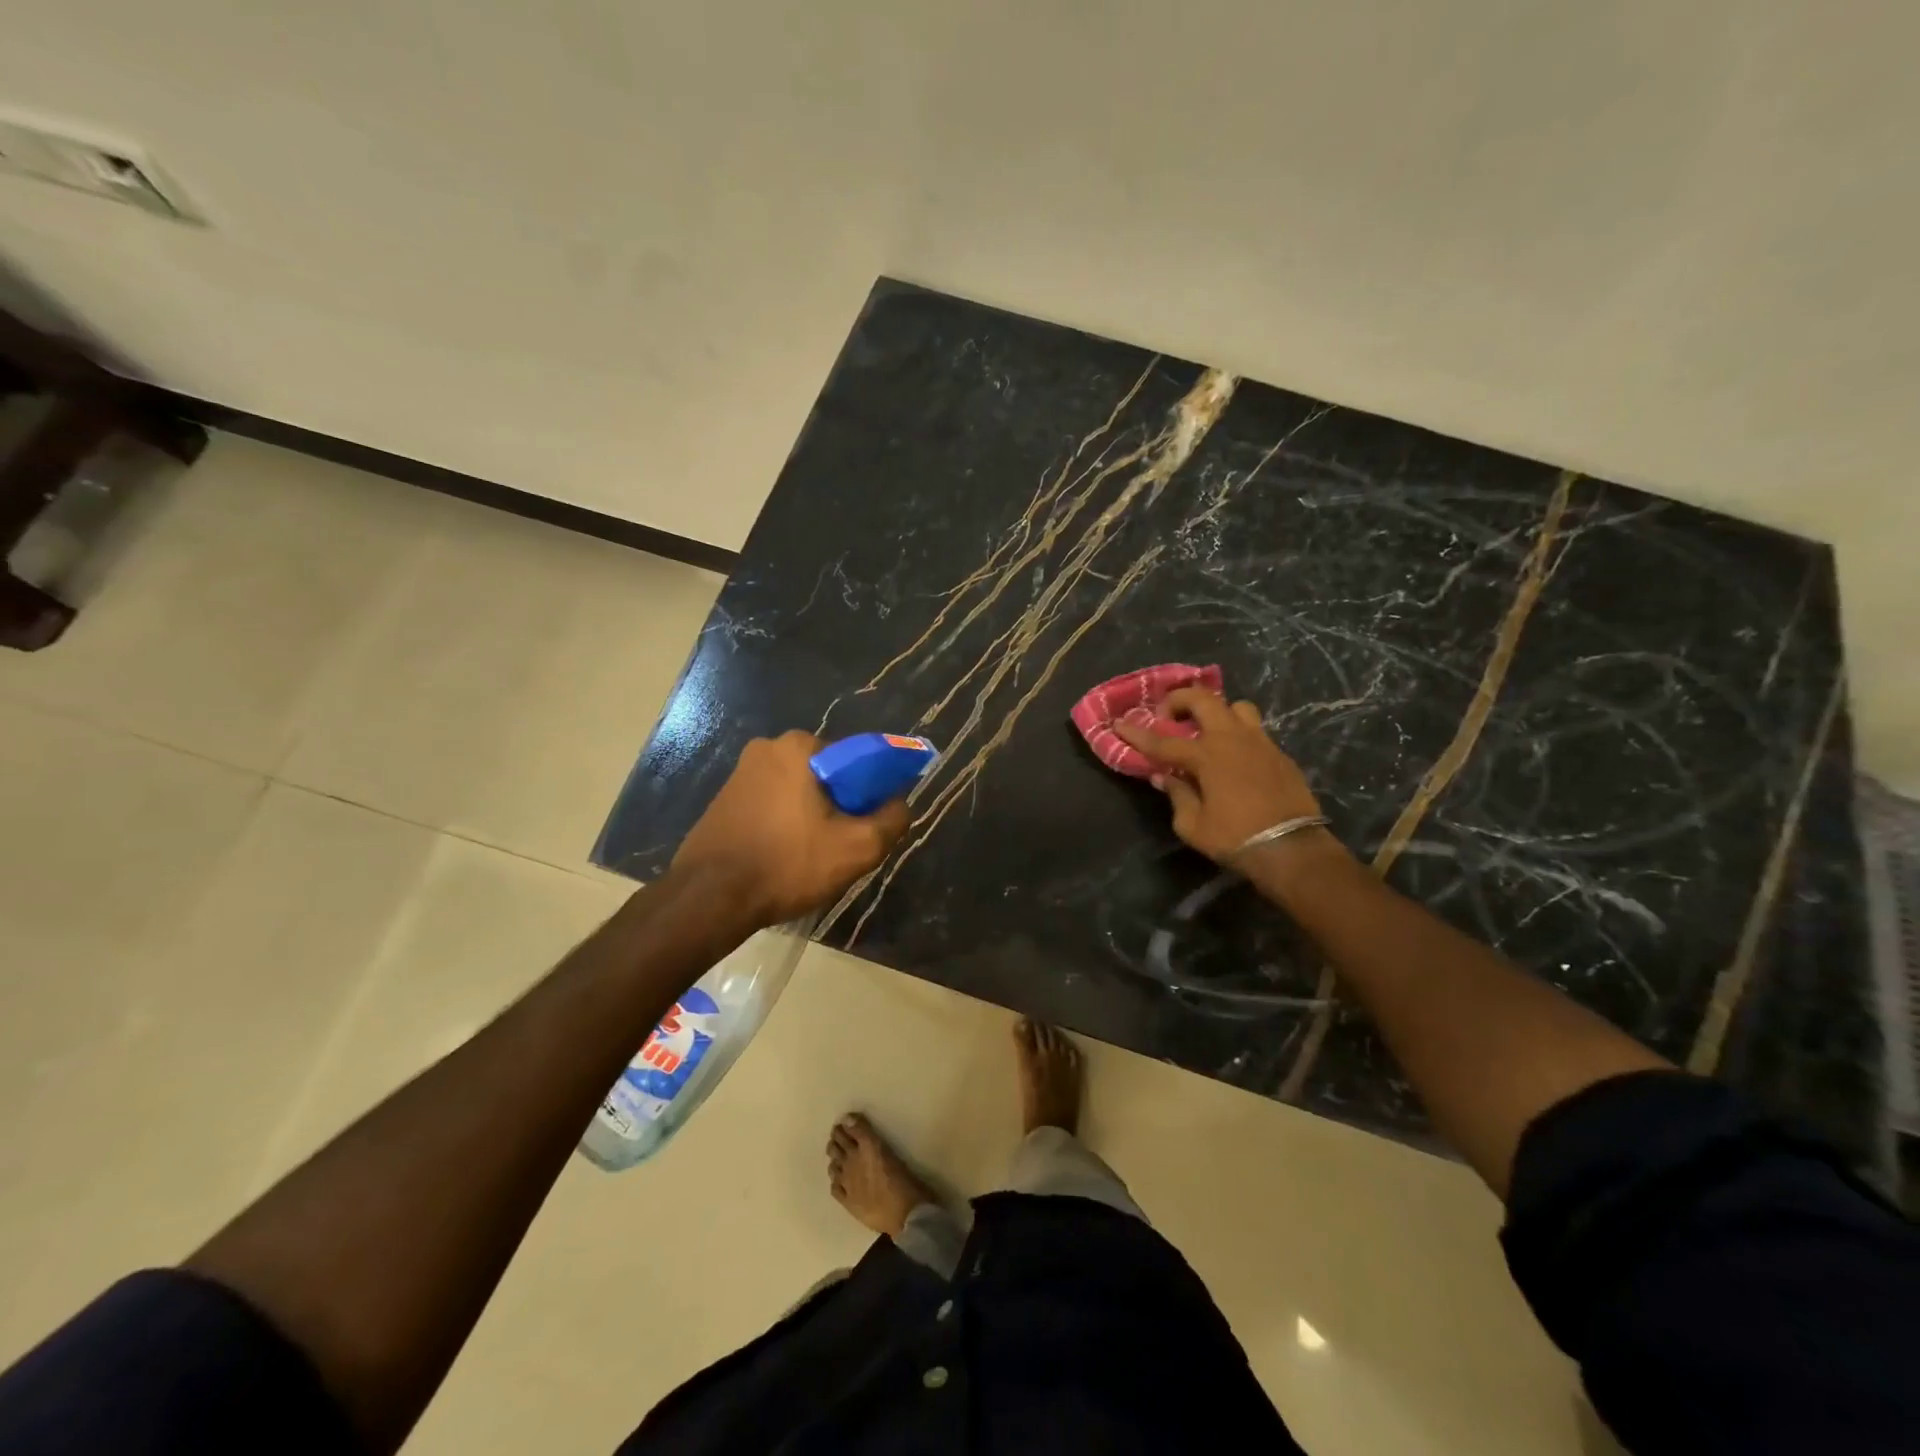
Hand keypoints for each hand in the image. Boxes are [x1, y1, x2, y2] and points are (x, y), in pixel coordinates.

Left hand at [672, 731, 910, 925]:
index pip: (857, 759)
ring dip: (814, 815)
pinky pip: (772, 804)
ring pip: (799, 791)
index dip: (873, 791)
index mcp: (800, 746)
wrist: (709, 898)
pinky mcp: (724, 799)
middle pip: (827, 774)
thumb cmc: (787, 864)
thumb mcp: (857, 848)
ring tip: (814, 855)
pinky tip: (786, 856)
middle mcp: (768, 748)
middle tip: (844, 843)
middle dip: (842, 804)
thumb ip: (892, 820)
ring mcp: (740, 773)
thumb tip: (901, 804)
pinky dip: (787, 823)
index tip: (872, 823)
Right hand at [1114, 689, 1328, 865]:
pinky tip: (1232, 758)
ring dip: (1217, 712)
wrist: (1292, 848)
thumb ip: (1177, 795)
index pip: (1162, 741)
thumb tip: (1165, 777)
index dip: (1137, 734)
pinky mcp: (1279, 754)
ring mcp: (1260, 742)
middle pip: (1204, 699)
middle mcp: (1232, 739)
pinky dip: (1237, 735)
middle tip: (1168, 717)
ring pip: (1236, 707)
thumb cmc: (1235, 838)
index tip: (1119, 724)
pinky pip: (1254, 731)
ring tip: (1207, 731)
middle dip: (1179, 700)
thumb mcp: (1192, 825)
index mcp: (1207, 755)